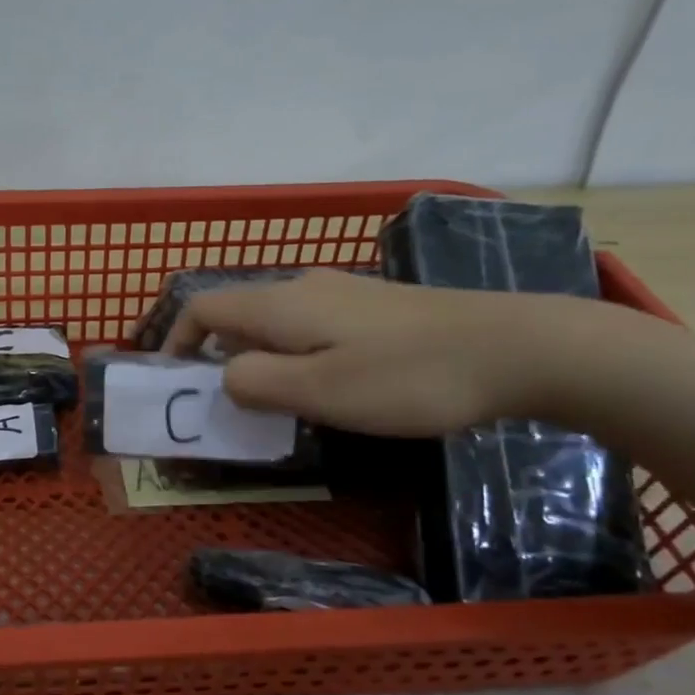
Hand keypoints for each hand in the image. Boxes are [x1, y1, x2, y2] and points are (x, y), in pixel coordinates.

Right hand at [165, 269, 584, 436]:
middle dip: (215, 357)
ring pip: (274, 323)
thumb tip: (224, 376)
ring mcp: (343, 295)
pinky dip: (292, 357)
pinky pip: (309, 329)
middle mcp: (304, 288)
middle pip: (235, 314)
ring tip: (270, 405)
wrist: (518, 348)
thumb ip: (254, 382)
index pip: (202, 307)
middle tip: (222, 407)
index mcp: (280, 303)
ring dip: (256, 360)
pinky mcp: (375, 310)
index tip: (175, 383)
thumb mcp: (317, 391)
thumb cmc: (407, 376)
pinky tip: (323, 388)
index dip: (177, 341)